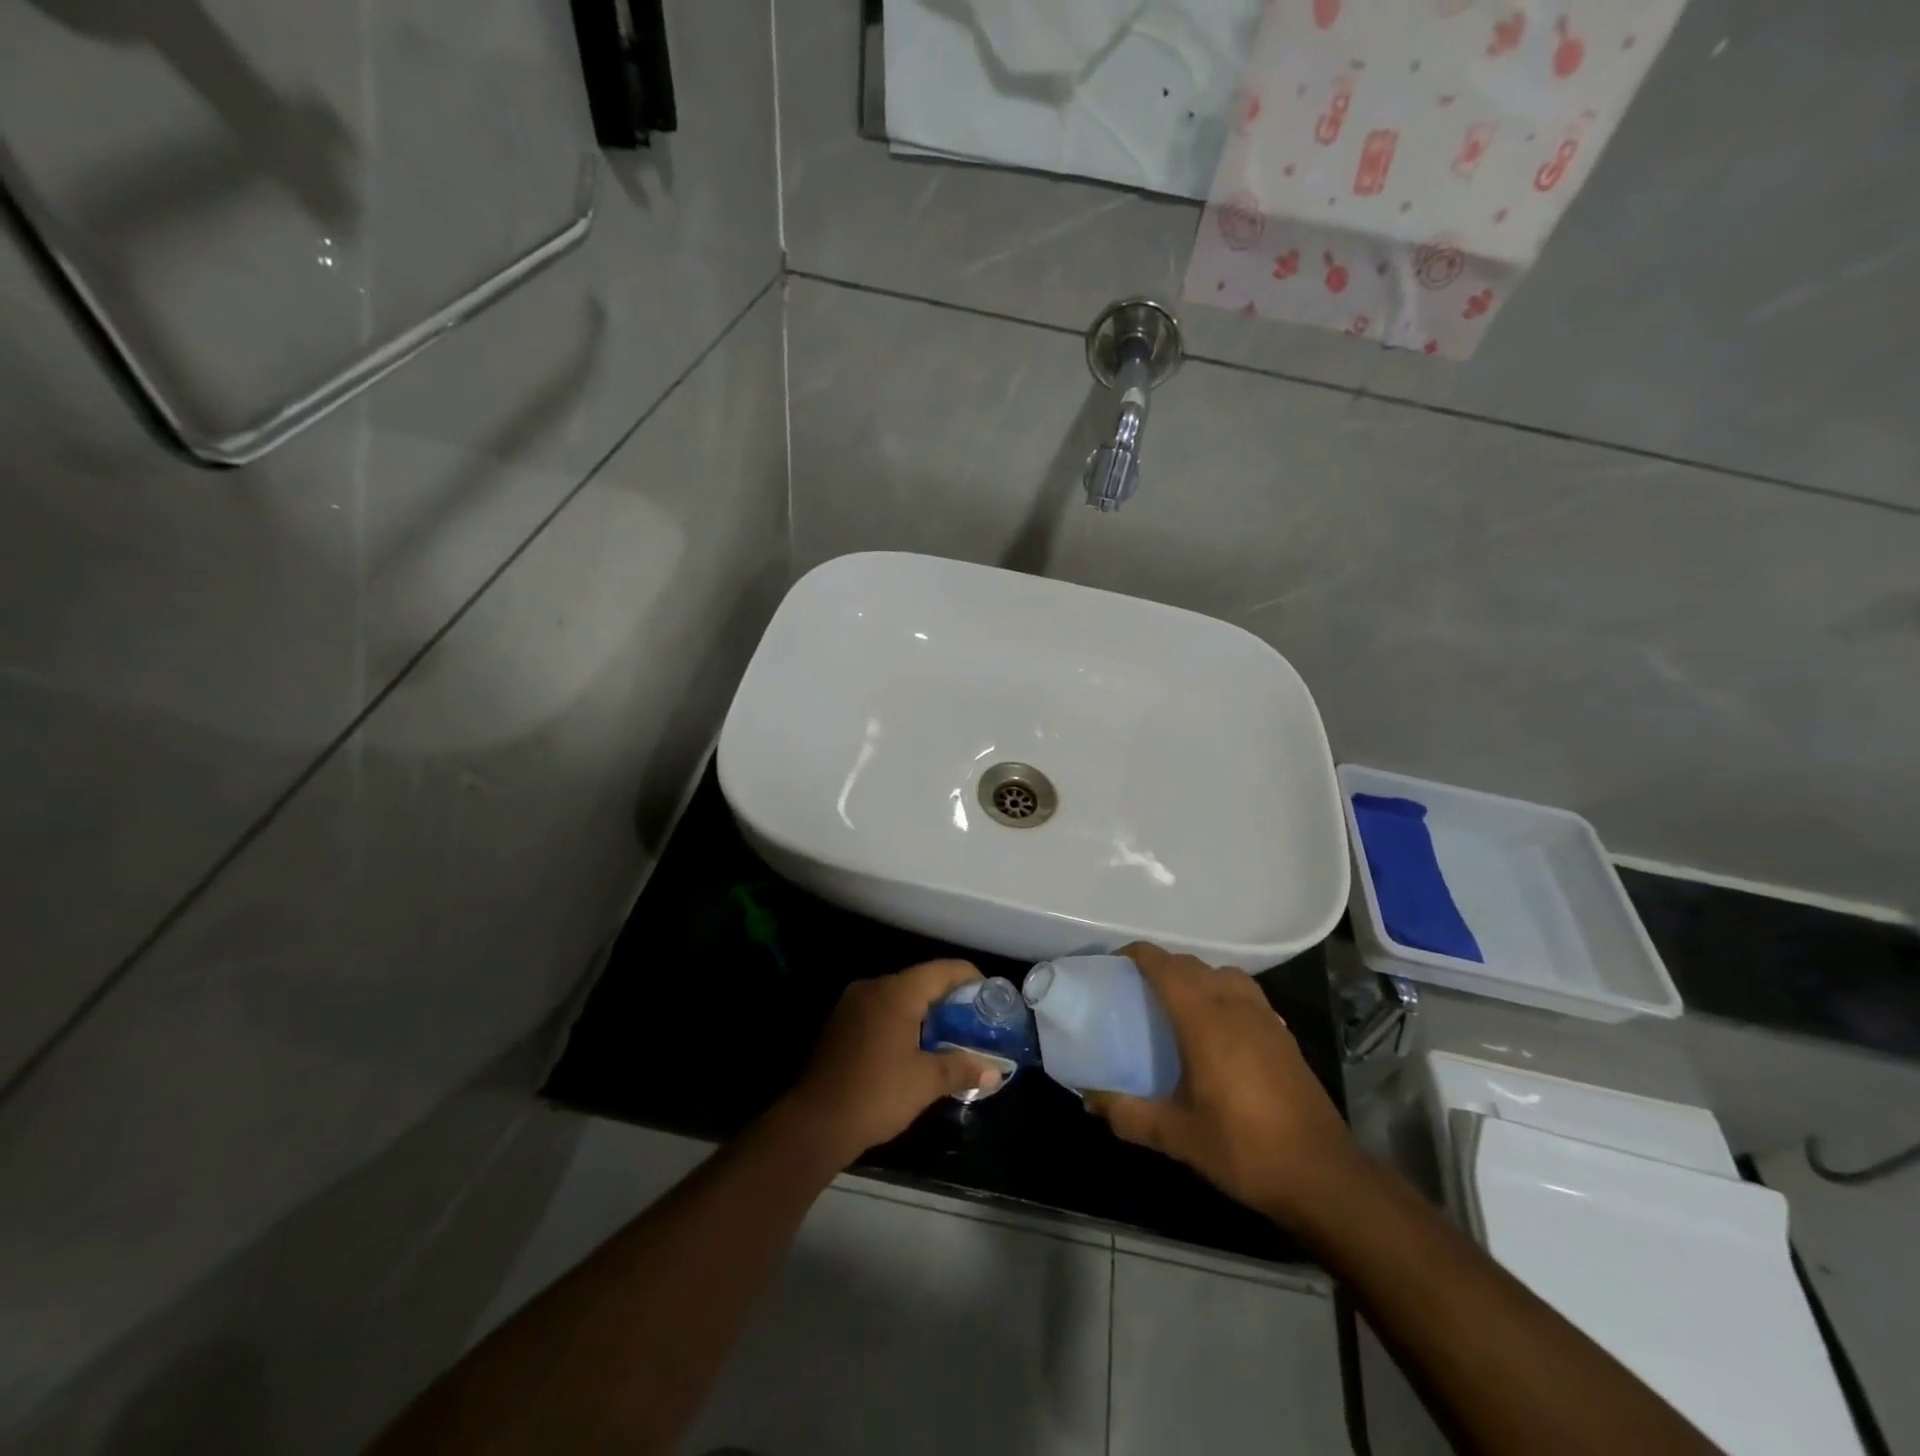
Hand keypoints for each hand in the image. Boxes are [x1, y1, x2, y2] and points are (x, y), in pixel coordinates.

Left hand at [785, 960, 1003, 1163]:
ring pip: (899, 996)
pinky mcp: (841, 1023)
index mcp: (896, 992)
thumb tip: (995, 1072)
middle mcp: (873, 987)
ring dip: (925, 1011)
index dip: (970, 978)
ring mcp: (852, 1004)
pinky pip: (881, 1010)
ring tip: (950, 1035)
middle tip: (974, 1020)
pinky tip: (915, 1046)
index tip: (990, 996)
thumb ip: (962, 1068)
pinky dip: (903, 1020)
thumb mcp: (926, 1082)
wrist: (815, 1122)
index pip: (942, 970)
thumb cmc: (877, 1094)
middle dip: (949, 998)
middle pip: (920, 980)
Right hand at [1084, 943, 1362, 1226]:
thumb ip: (1129, 1114)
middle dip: (1161, 967)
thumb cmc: (1244, 1148)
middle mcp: (1234, 1005)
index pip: (1164, 965)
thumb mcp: (1177, 1136)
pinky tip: (1217, 1029)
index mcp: (1204, 1018)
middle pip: (1191, 965)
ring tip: (1177, 1004)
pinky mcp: (1283, 1035)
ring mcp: (1264, 1017)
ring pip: (1222, 974)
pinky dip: (1223, 993)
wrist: (1322, 1175)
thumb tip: (1090, 1100)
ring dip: (1196, 977)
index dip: (1136, 955)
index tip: (1112, 964)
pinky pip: (1245, 994)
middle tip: (1134, 990)